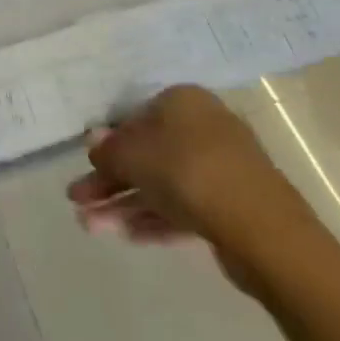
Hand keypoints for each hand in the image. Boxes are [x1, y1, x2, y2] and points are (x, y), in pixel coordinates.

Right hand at [66, 84, 312, 289]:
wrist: (262, 229)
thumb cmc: (187, 172)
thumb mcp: (132, 156)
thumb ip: (108, 150)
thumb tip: (93, 140)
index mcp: (183, 102)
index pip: (135, 118)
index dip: (108, 144)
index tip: (88, 167)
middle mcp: (204, 128)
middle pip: (146, 155)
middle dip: (110, 181)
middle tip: (78, 202)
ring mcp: (221, 169)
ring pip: (162, 185)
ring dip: (124, 205)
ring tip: (90, 227)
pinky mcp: (232, 207)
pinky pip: (184, 208)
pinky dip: (154, 220)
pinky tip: (127, 237)